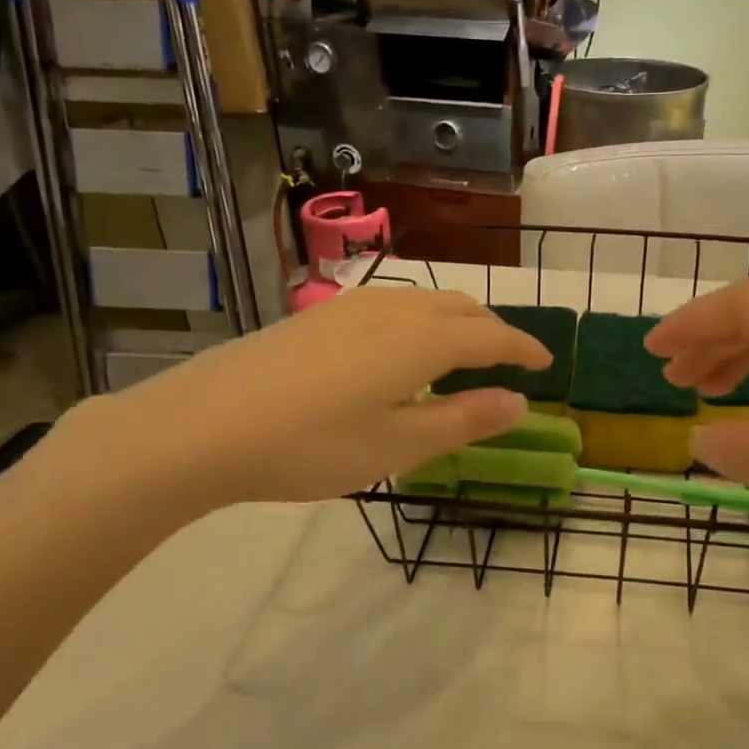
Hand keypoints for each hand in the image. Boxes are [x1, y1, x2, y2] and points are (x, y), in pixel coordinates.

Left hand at [62, 287, 550, 514]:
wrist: (201, 426)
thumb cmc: (310, 445)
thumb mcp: (398, 446)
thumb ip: (463, 421)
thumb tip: (520, 404)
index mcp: (421, 341)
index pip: (491, 337)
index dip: (524, 349)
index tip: (547, 363)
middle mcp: (392, 310)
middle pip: (460, 309)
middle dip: (494, 331)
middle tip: (511, 360)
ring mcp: (350, 307)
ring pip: (424, 302)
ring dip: (456, 322)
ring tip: (464, 354)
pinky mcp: (319, 316)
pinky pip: (392, 306)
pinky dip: (420, 321)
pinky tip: (402, 351)